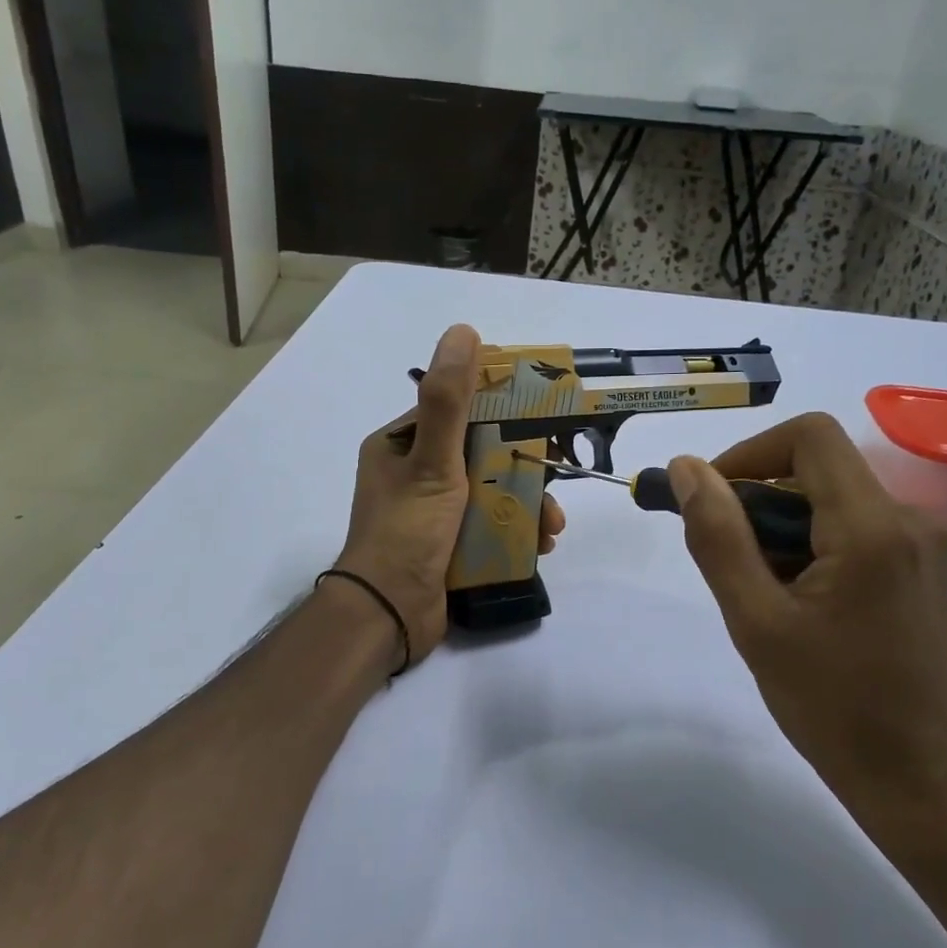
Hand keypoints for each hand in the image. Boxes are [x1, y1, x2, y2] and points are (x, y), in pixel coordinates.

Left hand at [334, 324, 565, 668]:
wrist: (389, 615)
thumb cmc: (407, 532)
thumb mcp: (433, 462)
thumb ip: (449, 401)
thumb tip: (463, 332)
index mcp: (400, 445)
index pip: (457, 410)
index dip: (501, 408)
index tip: (542, 415)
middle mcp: (413, 474)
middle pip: (481, 454)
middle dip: (523, 468)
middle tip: (557, 478)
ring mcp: (431, 513)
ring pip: (490, 493)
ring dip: (527, 505)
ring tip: (552, 527)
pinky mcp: (447, 545)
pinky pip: (488, 526)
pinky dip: (515, 532)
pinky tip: (540, 546)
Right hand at [668, 413, 946, 806]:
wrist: (916, 773)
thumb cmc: (830, 702)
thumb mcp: (755, 619)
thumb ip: (718, 536)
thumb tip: (687, 469)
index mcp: (872, 527)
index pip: (809, 436)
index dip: (750, 454)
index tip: (713, 501)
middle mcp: (910, 519)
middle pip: (819, 468)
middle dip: (760, 502)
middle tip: (731, 563)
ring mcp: (925, 544)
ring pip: (834, 498)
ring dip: (784, 528)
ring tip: (764, 594)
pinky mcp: (924, 566)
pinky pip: (856, 526)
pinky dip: (813, 544)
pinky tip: (799, 601)